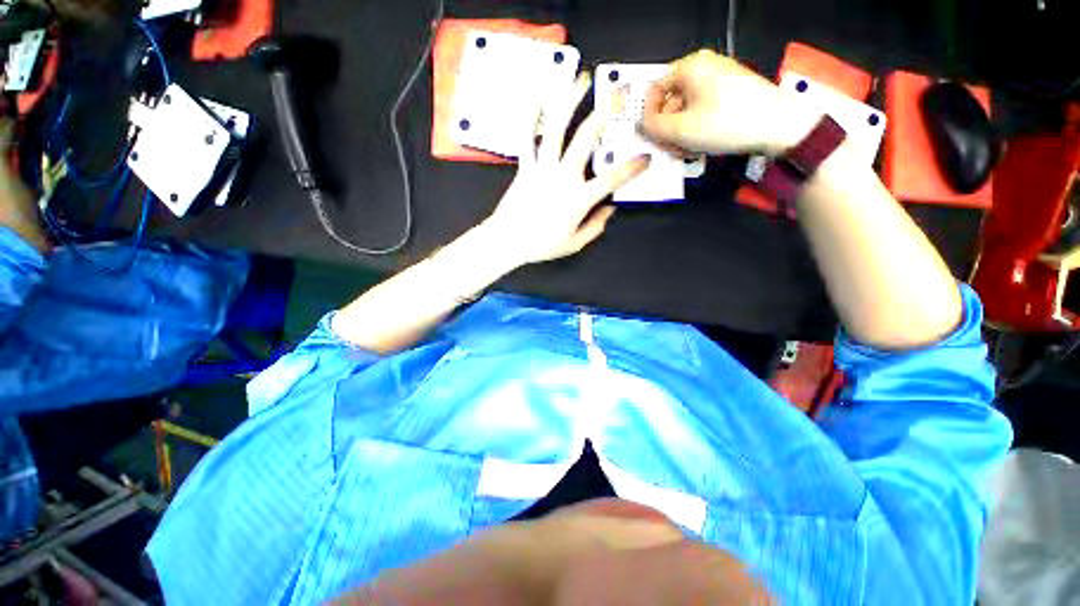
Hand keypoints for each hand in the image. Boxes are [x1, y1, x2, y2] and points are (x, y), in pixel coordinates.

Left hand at [481, 74, 649, 266]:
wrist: (507, 242)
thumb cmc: (542, 245)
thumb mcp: (574, 243)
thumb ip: (595, 227)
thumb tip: (610, 210)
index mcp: (579, 199)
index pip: (612, 179)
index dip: (632, 168)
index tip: (646, 157)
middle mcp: (563, 177)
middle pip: (585, 140)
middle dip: (604, 114)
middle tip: (618, 94)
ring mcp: (542, 168)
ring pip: (556, 129)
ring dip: (569, 101)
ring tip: (580, 80)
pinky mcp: (525, 166)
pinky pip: (527, 137)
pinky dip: (531, 115)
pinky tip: (537, 95)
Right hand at [640, 49, 820, 156]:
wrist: (777, 126)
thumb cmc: (725, 123)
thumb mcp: (680, 130)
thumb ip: (653, 127)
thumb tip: (643, 125)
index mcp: (690, 67)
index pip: (654, 90)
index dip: (648, 116)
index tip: (652, 137)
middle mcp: (704, 67)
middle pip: (671, 101)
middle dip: (667, 129)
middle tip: (671, 150)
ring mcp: (719, 79)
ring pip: (686, 110)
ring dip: (681, 134)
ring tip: (688, 151)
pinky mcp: (730, 93)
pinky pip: (702, 111)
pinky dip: (696, 129)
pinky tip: (701, 145)